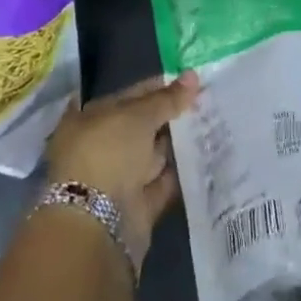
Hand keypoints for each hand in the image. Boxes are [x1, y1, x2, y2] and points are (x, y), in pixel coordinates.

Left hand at [45, 71, 199, 273]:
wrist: (98, 224)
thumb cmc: (108, 153)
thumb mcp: (138, 116)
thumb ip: (167, 98)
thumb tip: (193, 76)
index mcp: (87, 120)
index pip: (126, 96)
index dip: (155, 87)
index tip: (186, 82)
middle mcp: (100, 147)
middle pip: (140, 126)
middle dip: (169, 115)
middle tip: (205, 100)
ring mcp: (117, 177)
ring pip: (152, 154)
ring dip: (177, 143)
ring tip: (212, 122)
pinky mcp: (136, 204)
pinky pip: (162, 181)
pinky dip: (180, 171)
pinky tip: (206, 155)